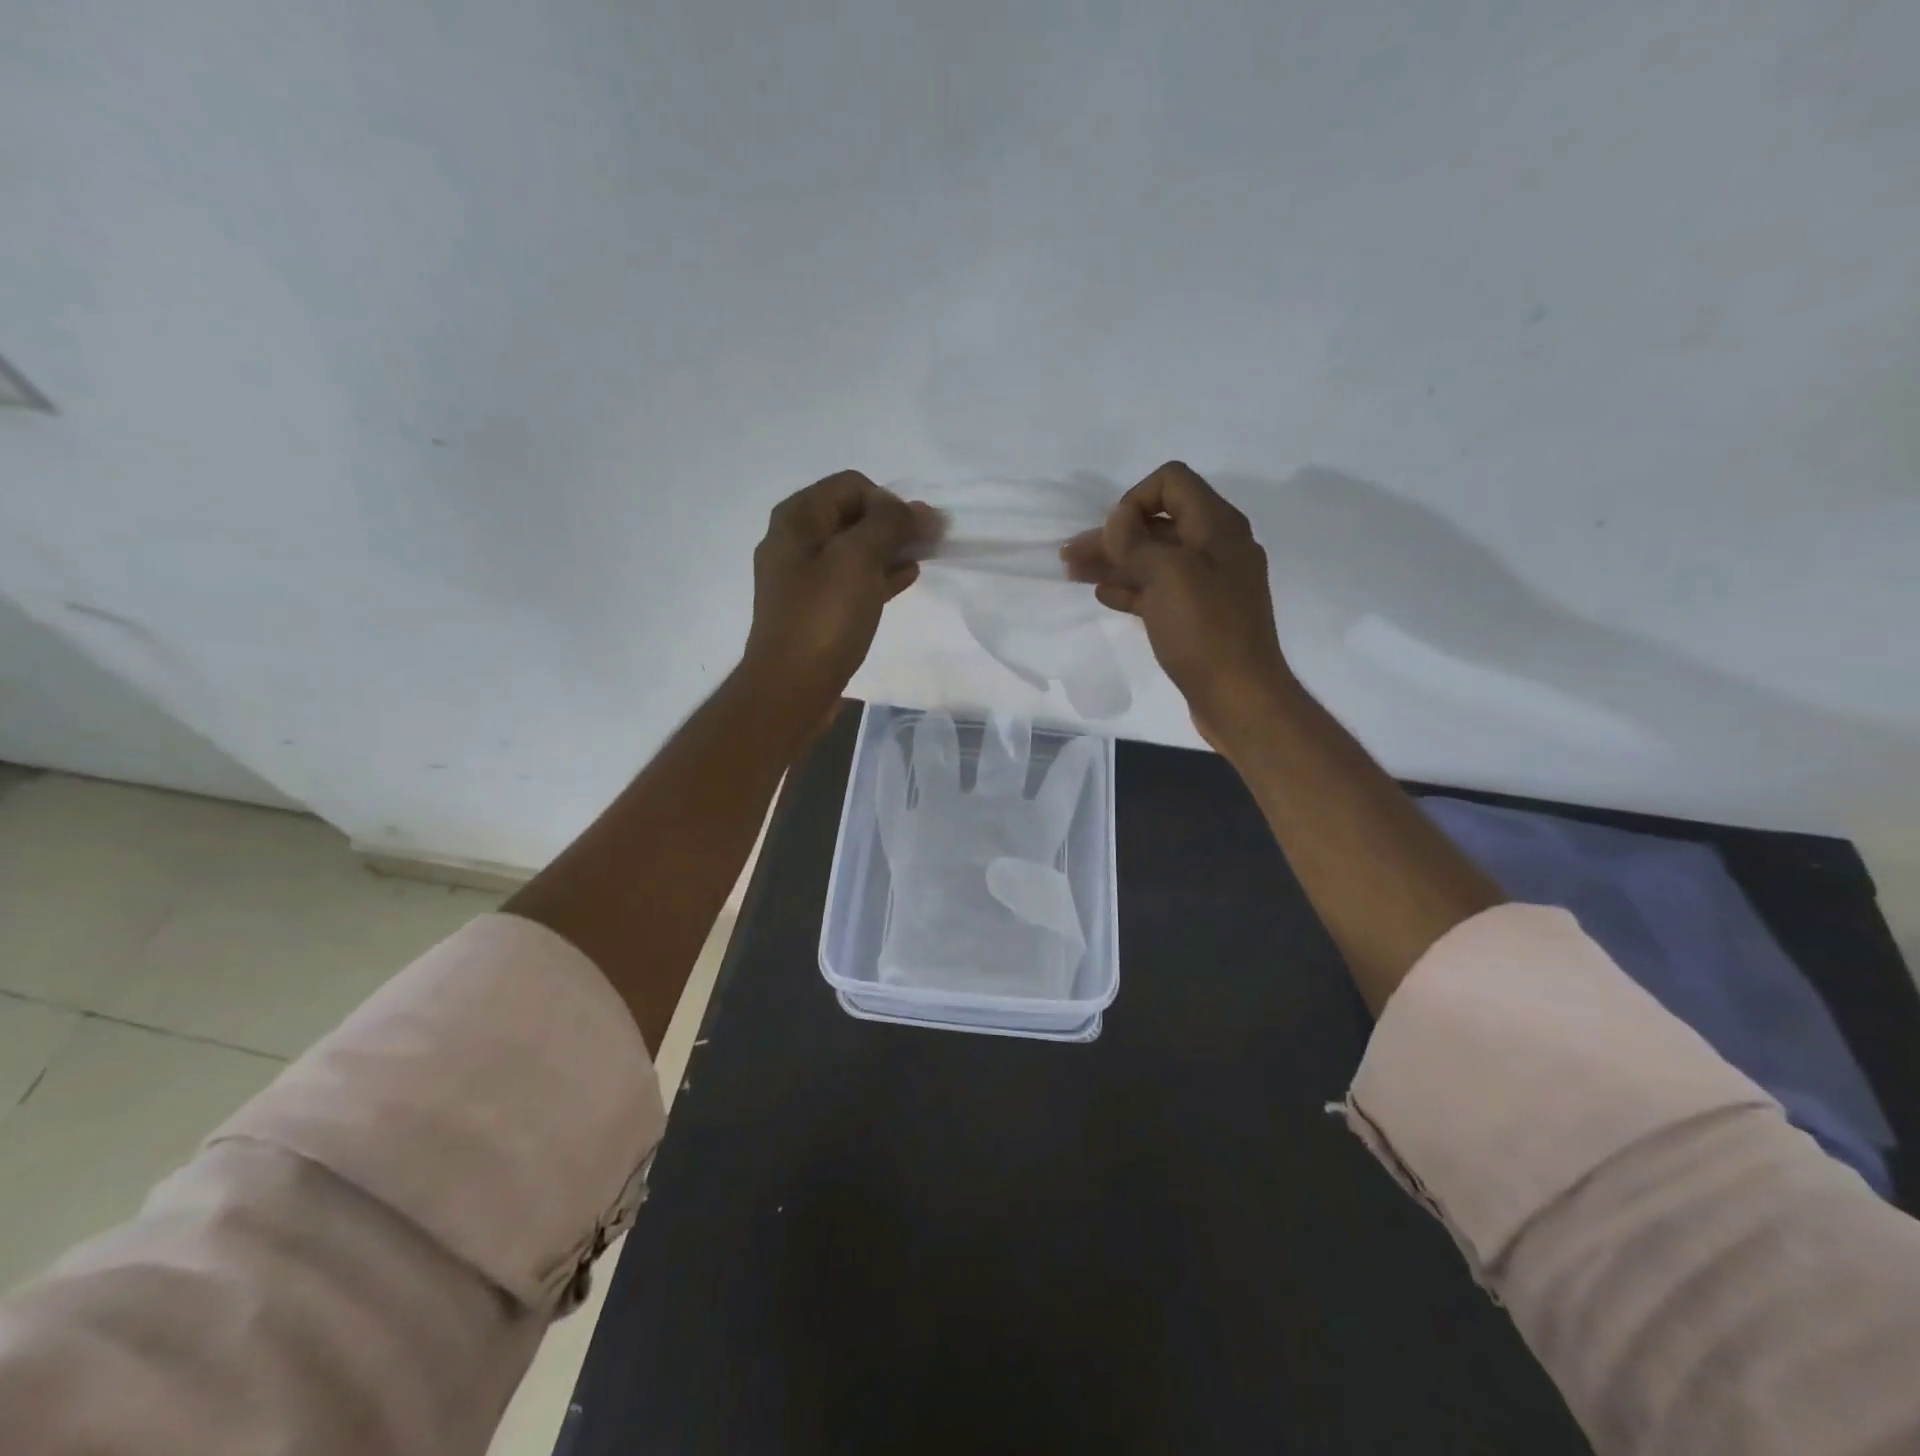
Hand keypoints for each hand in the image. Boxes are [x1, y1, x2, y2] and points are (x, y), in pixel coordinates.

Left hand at [741, 471, 936, 718]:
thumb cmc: (823, 618)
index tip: (916, 530)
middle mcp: (795, 541)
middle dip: (893, 524)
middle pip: (853, 516)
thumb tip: (921, 509)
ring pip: (855, 550)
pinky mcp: (815, 610)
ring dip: (890, 549)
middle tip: (929, 541)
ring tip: (924, 557)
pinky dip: (879, 575)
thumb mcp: (858, 559)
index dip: (889, 501)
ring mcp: (803, 578)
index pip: (852, 485)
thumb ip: (891, 524)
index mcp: (797, 518)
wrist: (791, 688)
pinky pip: (852, 580)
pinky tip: (906, 579)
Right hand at [1063, 462, 1293, 749]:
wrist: (1239, 696)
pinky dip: (1130, 587)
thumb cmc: (1204, 631)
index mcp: (1216, 526)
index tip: (1112, 534)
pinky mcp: (1198, 615)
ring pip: (1154, 559)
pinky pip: (1159, 590)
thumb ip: (1136, 540)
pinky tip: (1104, 595)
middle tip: (1070, 554)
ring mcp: (1208, 583)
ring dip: (1114, 561)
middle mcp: (1215, 547)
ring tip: (1074, 573)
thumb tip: (1117, 519)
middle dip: (1113, 534)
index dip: (1134, 499)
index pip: (1171, 482)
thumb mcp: (1167, 575)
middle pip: (1157, 523)